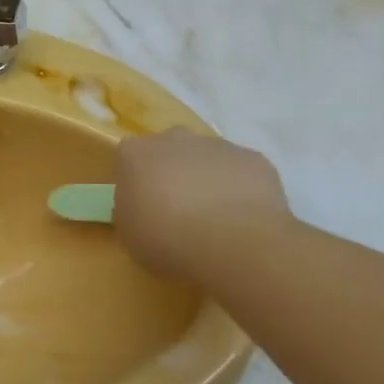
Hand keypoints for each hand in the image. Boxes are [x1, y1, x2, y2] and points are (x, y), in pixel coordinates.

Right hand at [114, 128, 293, 279]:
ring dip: (207, 180)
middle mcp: (175, 139)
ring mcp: (218, 146)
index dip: (136, 180)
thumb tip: (142, 207)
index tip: (142, 204)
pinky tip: (242, 219)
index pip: (129, 157)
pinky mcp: (254, 159)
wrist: (233, 244)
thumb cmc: (166, 239)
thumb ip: (131, 211)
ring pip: (207, 159)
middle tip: (177, 209)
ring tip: (214, 219)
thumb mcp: (128, 234)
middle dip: (173, 172)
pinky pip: (241, 172)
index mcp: (136, 154)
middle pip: (170, 150)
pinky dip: (240, 189)